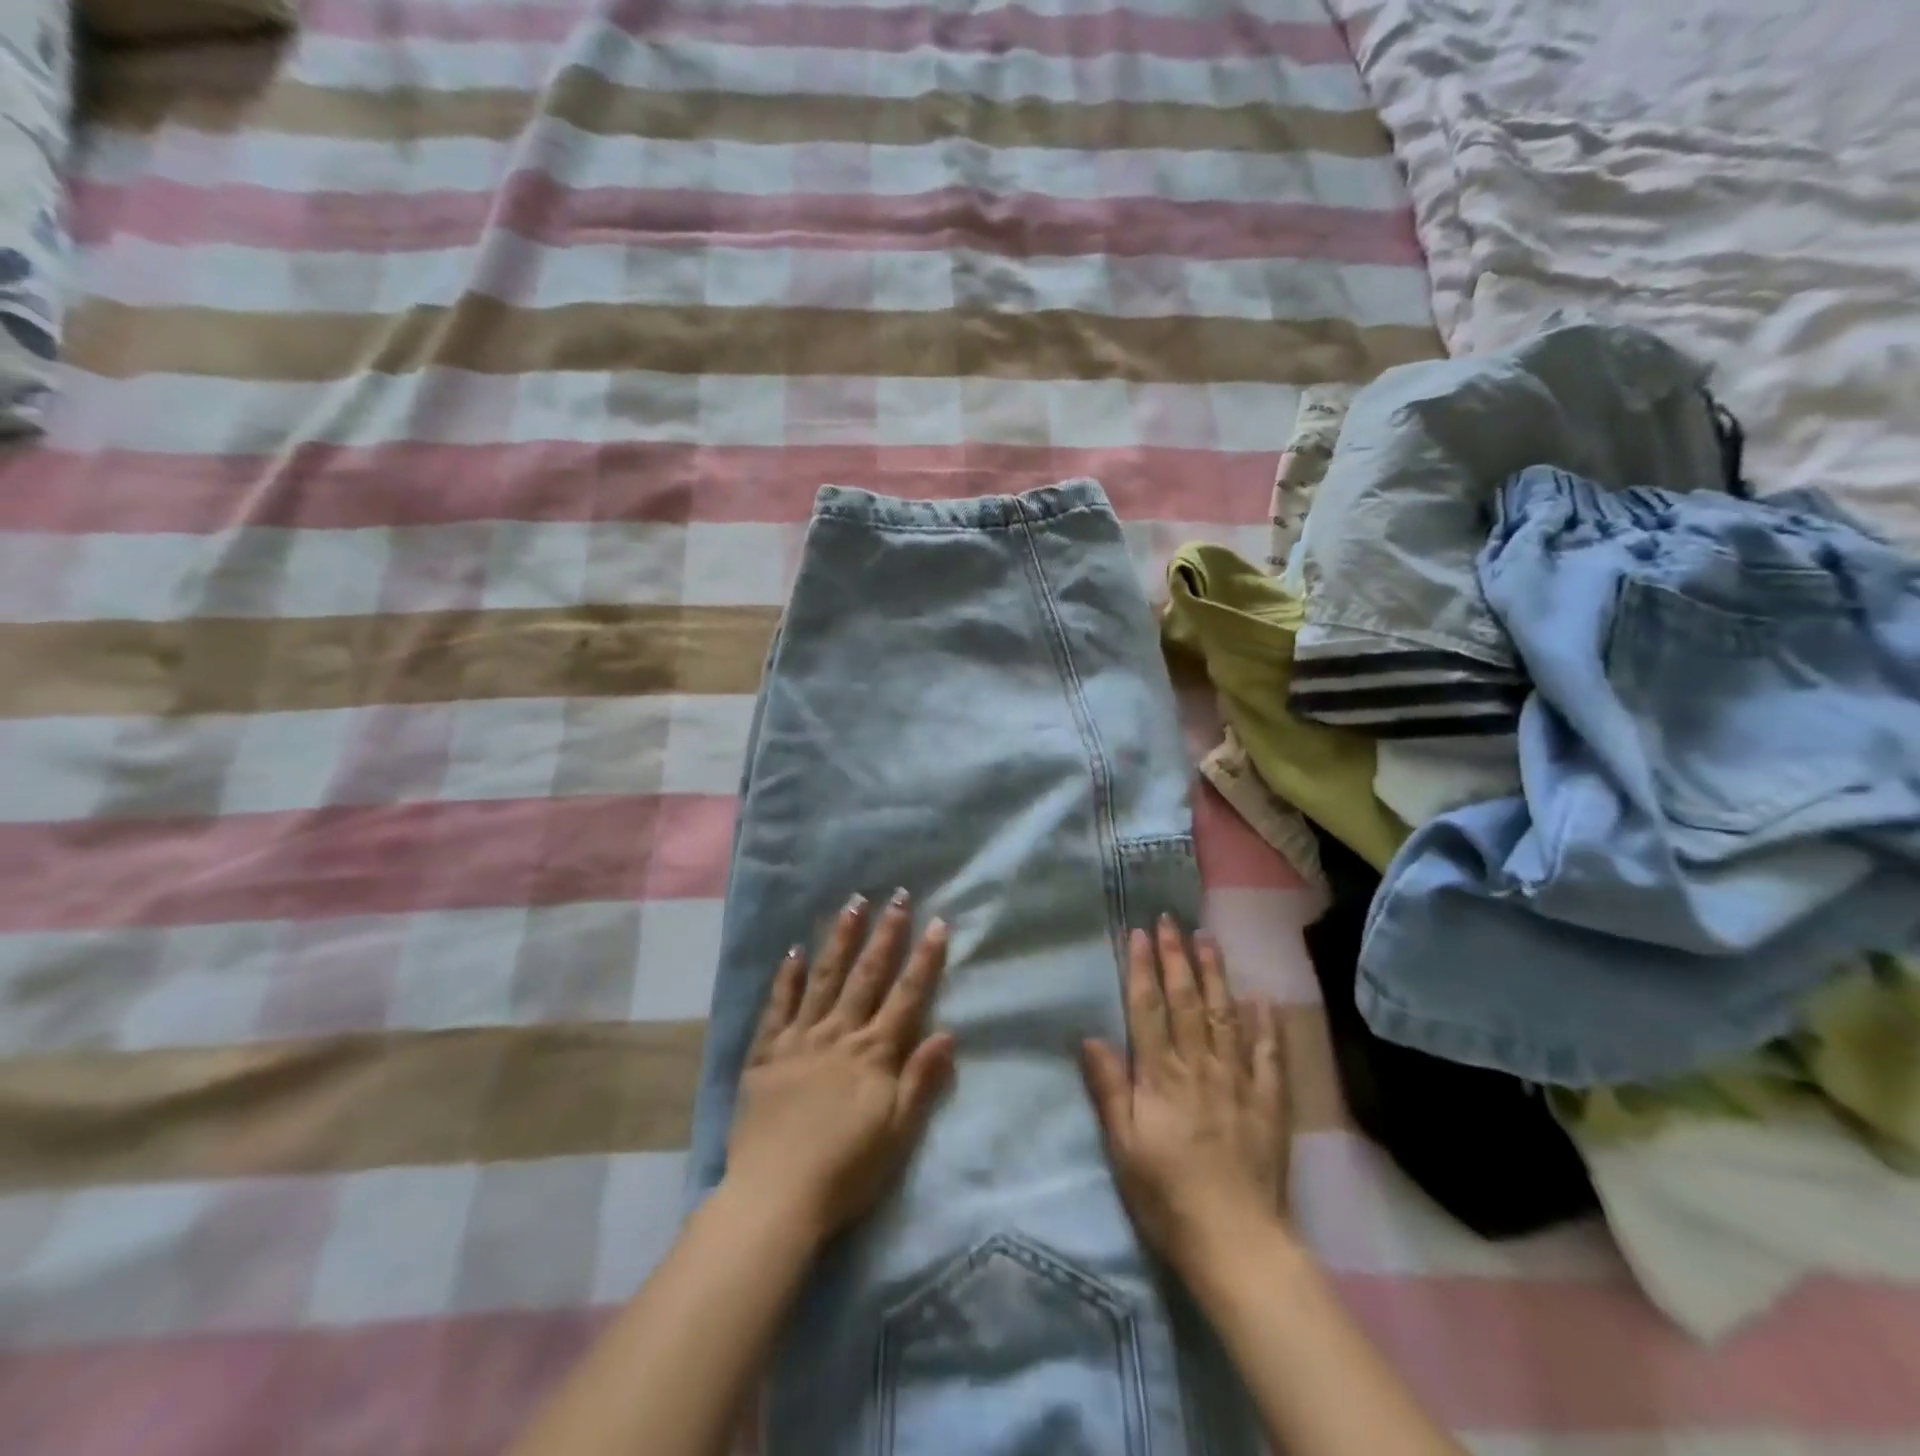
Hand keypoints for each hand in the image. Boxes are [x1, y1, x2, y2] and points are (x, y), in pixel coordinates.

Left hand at [725, 890, 956, 1241]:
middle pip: (867, 975)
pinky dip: (787, 978)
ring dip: (840, 940)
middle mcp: (839, 1034)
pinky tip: (794, 951)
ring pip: (824, 978)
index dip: (924, 959)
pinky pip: (778, 1007)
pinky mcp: (766, 1053)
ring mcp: (800, 1039)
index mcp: (874, 1053)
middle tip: (896, 895)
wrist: (776, 1198)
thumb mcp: (898, 1133)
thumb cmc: (847, 1171)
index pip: (906, 995)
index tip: (937, 922)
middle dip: (885, 934)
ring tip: (852, 904)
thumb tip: (947, 1032)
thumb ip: (921, 1080)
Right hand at [1081, 916, 1288, 1271]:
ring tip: (1209, 939)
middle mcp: (1199, 1066)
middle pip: (1186, 1001)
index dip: (1142, 968)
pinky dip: (1266, 1024)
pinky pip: (1268, 1054)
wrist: (1235, 1242)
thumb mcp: (1122, 1146)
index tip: (1139, 933)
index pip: (1148, 1009)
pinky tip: (1262, 997)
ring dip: (1216, 974)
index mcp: (1160, 1076)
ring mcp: (1237, 1080)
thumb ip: (1109, 1088)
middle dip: (1177, 957)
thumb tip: (1090, 1036)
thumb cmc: (1166, 1195)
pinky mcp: (1268, 1102)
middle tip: (1172, 921)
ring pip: (1225, 1015)